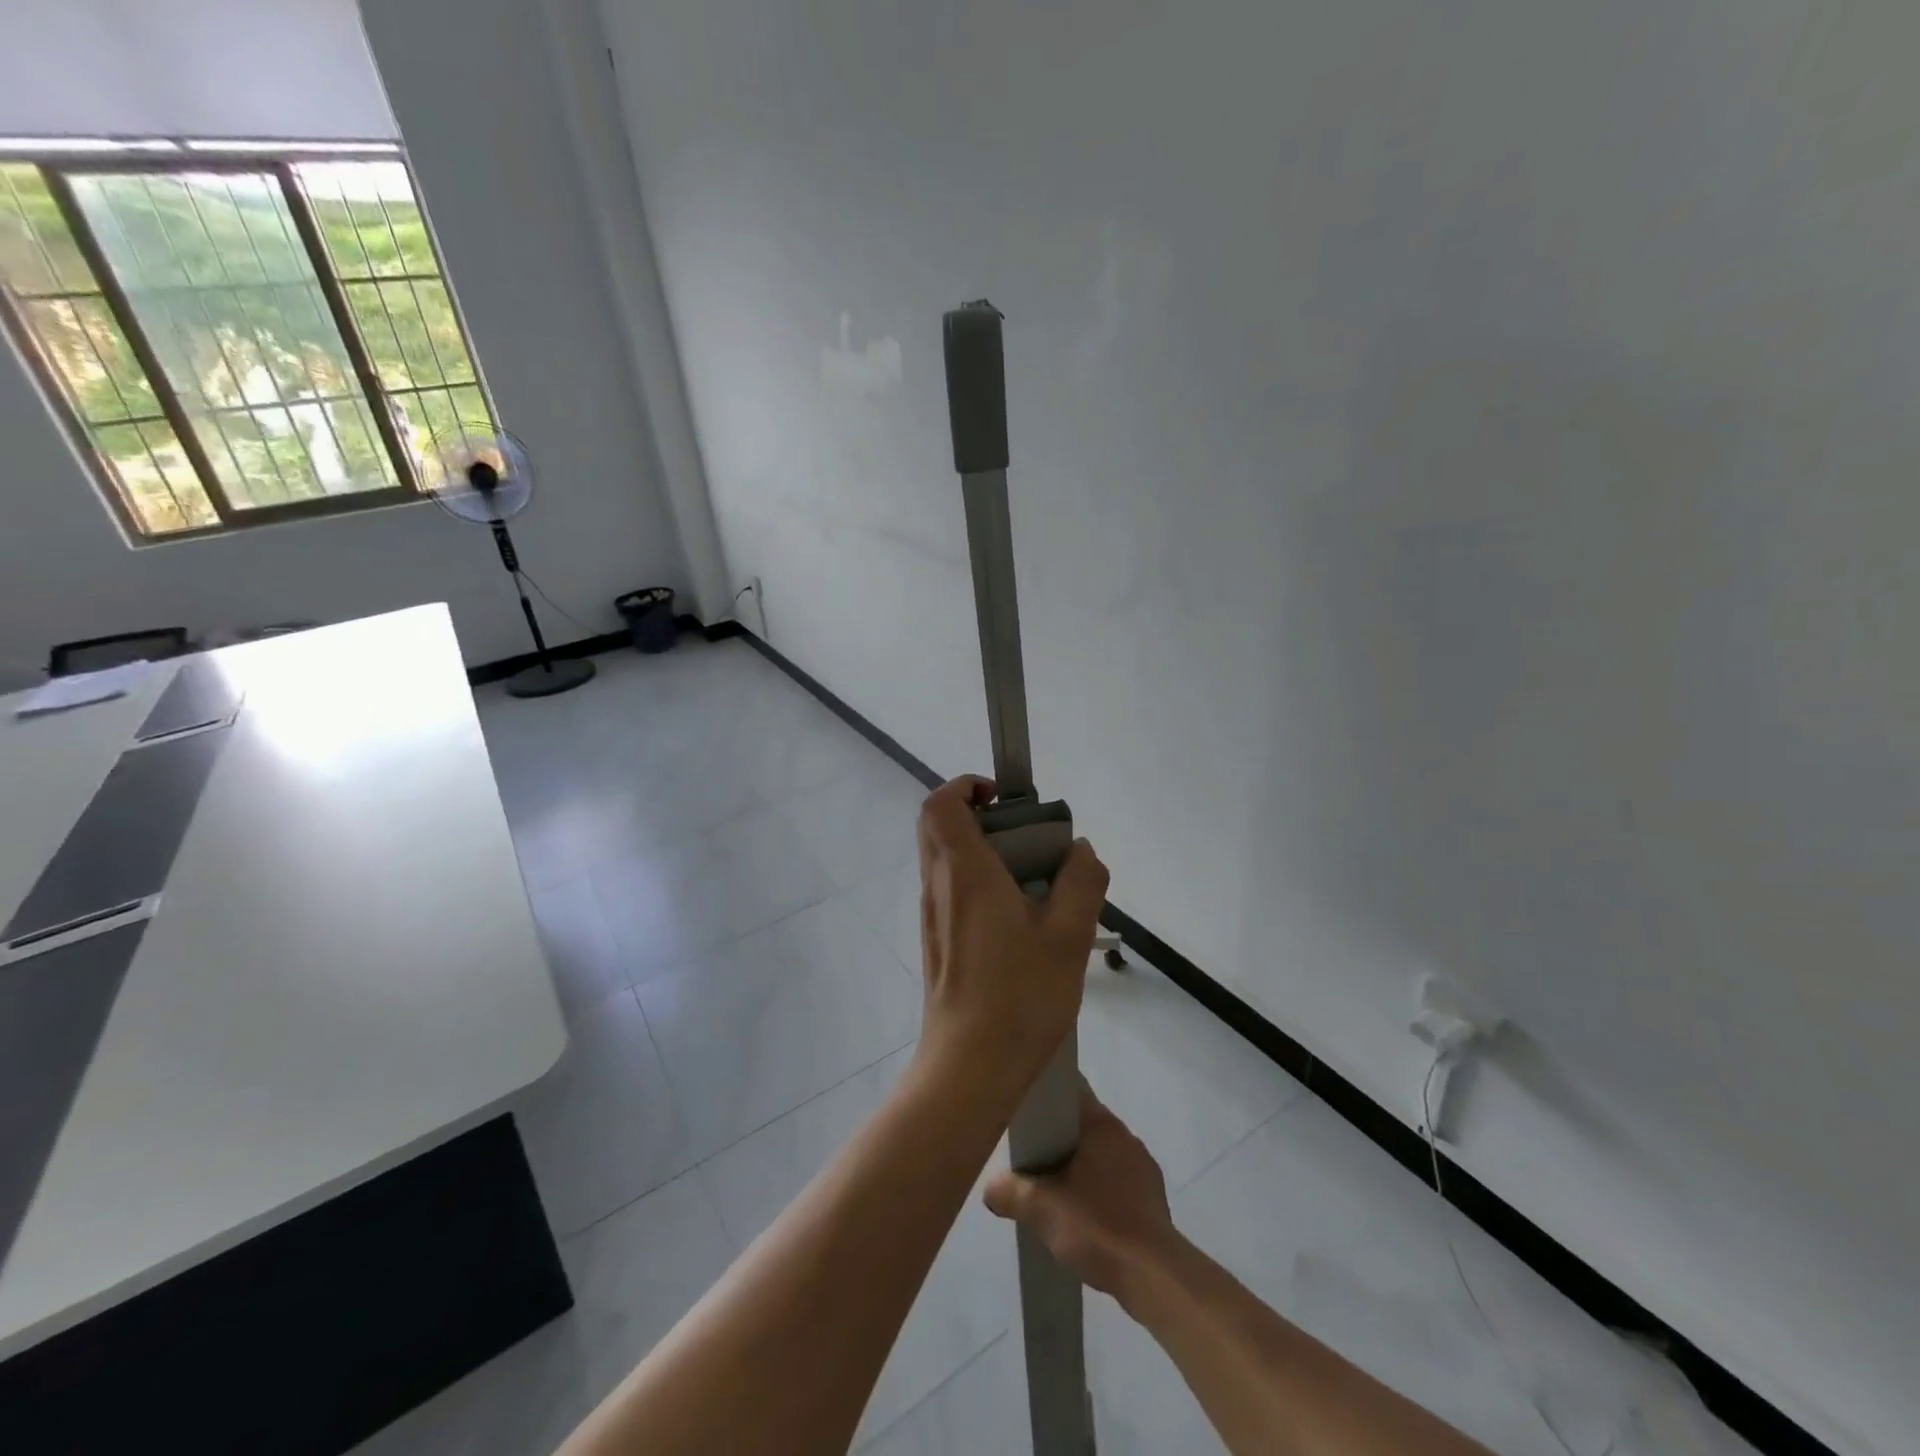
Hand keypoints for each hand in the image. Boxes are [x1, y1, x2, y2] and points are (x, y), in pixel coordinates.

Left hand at [915, 775, 1108, 1094]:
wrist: (969, 1066)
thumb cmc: (1020, 996)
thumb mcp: (1069, 937)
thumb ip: (1081, 884)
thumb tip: (1081, 850)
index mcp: (965, 873)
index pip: (940, 804)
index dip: (964, 786)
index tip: (1003, 798)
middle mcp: (939, 886)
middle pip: (937, 826)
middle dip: (976, 814)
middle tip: (1024, 834)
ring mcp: (932, 915)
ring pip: (942, 858)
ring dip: (978, 849)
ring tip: (1030, 877)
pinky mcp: (935, 941)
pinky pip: (949, 890)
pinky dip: (975, 881)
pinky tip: (1017, 918)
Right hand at [983, 1084, 1177, 1298]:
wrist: (1154, 1277)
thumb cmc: (1098, 1227)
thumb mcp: (1042, 1210)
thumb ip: (1011, 1193)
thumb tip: (990, 1188)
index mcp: (1102, 1124)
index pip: (1070, 1093)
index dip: (1046, 1100)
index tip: (1026, 1116)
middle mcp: (1125, 1135)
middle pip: (1083, 1125)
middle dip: (1059, 1140)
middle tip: (1033, 1160)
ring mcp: (1143, 1165)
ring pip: (1101, 1154)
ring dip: (1081, 1167)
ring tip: (1057, 1192)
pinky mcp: (1153, 1196)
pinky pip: (1118, 1180)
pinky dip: (1101, 1190)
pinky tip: (1088, 1217)